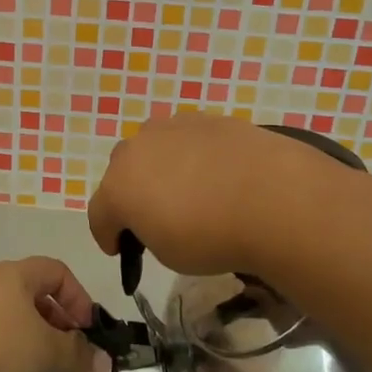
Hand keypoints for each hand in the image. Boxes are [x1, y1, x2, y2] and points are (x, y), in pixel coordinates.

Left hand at [0, 258, 108, 371]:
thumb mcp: (47, 350)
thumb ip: (79, 354)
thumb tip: (104, 363)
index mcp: (14, 274)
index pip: (56, 272)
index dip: (78, 298)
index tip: (88, 329)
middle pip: (37, 301)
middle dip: (62, 331)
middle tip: (76, 357)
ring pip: (18, 328)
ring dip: (43, 352)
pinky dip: (21, 363)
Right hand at [86, 112, 335, 274]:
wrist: (271, 197)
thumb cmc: (211, 237)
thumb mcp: (169, 253)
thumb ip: (150, 231)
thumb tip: (160, 217)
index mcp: (118, 185)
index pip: (99, 214)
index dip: (107, 235)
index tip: (119, 250)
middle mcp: (137, 148)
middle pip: (122, 171)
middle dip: (131, 193)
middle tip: (152, 216)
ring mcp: (173, 127)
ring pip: (154, 148)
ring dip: (160, 167)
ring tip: (187, 190)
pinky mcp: (207, 118)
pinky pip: (188, 140)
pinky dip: (194, 156)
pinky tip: (216, 174)